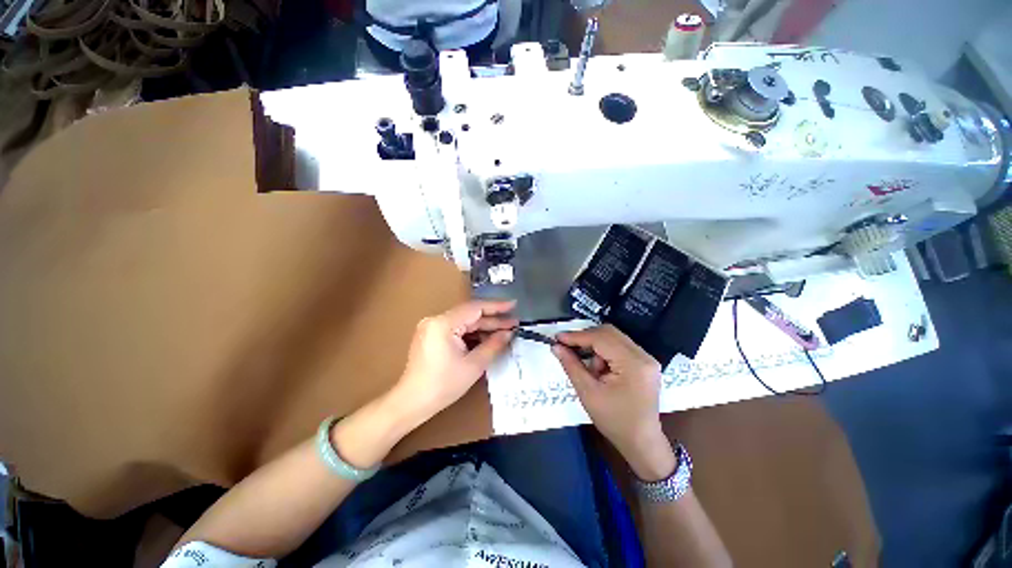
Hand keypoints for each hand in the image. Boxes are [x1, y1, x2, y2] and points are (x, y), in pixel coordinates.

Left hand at [391, 299, 517, 426]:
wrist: (412, 402)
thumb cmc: (443, 385)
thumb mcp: (473, 365)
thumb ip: (493, 345)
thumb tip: (508, 333)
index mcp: (443, 323)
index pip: (475, 308)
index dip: (497, 306)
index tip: (514, 304)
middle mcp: (436, 319)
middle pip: (470, 315)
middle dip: (492, 320)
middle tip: (513, 323)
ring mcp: (432, 326)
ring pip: (464, 322)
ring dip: (483, 327)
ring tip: (504, 331)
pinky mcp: (431, 334)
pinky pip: (456, 329)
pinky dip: (472, 333)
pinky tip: (487, 338)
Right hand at [553, 325, 674, 480]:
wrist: (641, 442)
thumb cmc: (614, 421)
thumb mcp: (588, 393)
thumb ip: (571, 365)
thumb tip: (556, 346)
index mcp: (633, 364)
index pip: (601, 338)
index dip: (577, 336)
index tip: (557, 338)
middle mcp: (644, 356)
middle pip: (609, 333)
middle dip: (586, 338)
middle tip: (567, 347)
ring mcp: (646, 358)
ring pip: (614, 338)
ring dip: (596, 347)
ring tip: (590, 369)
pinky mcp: (644, 363)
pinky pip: (619, 346)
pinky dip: (604, 352)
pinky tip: (599, 369)